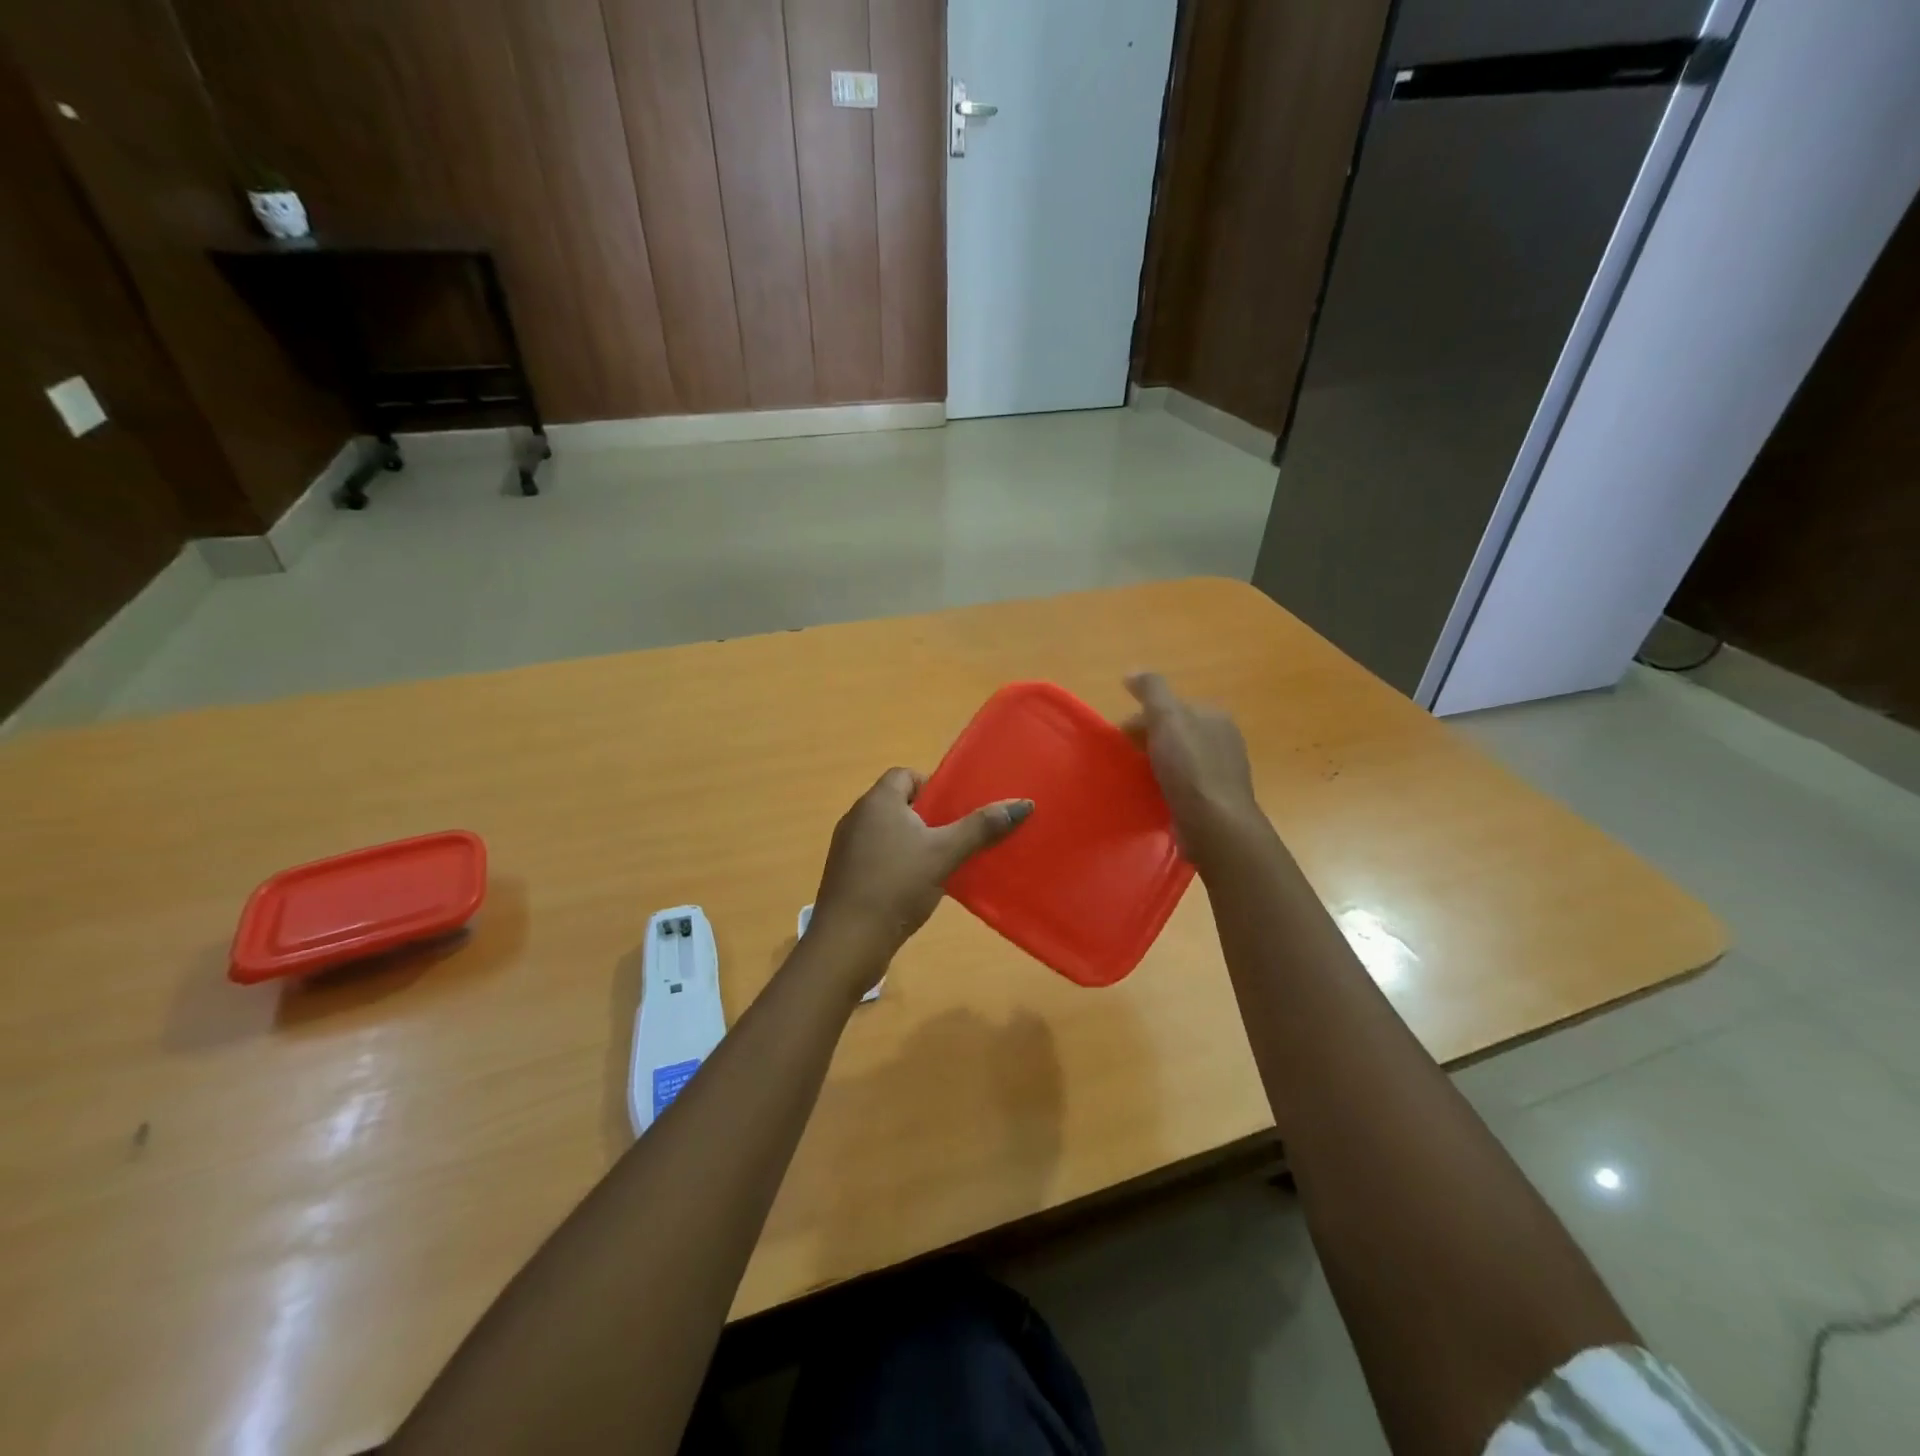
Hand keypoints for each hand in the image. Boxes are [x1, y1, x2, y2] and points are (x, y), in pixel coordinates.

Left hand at [809, 768, 1032, 982]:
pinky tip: (913, 888)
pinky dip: (894, 863)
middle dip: (927, 817)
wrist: (848, 940)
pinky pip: (875, 856)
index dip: (932, 787)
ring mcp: (846, 846)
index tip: (953, 811)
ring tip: (938, 864)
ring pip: (886, 832)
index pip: (905, 774)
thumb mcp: (945, 853)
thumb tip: (1024, 803)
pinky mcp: (843, 874)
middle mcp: (857, 816)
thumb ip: (981, 827)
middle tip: (953, 838)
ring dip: (911, 842)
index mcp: (878, 801)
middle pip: (897, 803)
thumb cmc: (897, 885)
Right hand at [1122, 671, 1263, 865]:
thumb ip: (1151, 690)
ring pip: (1180, 758)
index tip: (1120, 736)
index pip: (1171, 708)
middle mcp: (1223, 738)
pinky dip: (1168, 785)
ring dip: (1157, 764)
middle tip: (1124, 758)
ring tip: (1134, 779)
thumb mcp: (1167, 718)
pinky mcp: (1217, 798)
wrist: (1214, 823)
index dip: (1142, 717)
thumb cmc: (1189, 767)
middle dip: (1149, 740)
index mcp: (1214, 715)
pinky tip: (1155, 796)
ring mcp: (1223, 770)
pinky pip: (1186, 784)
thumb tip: (1132, 671)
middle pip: (1176, 732)